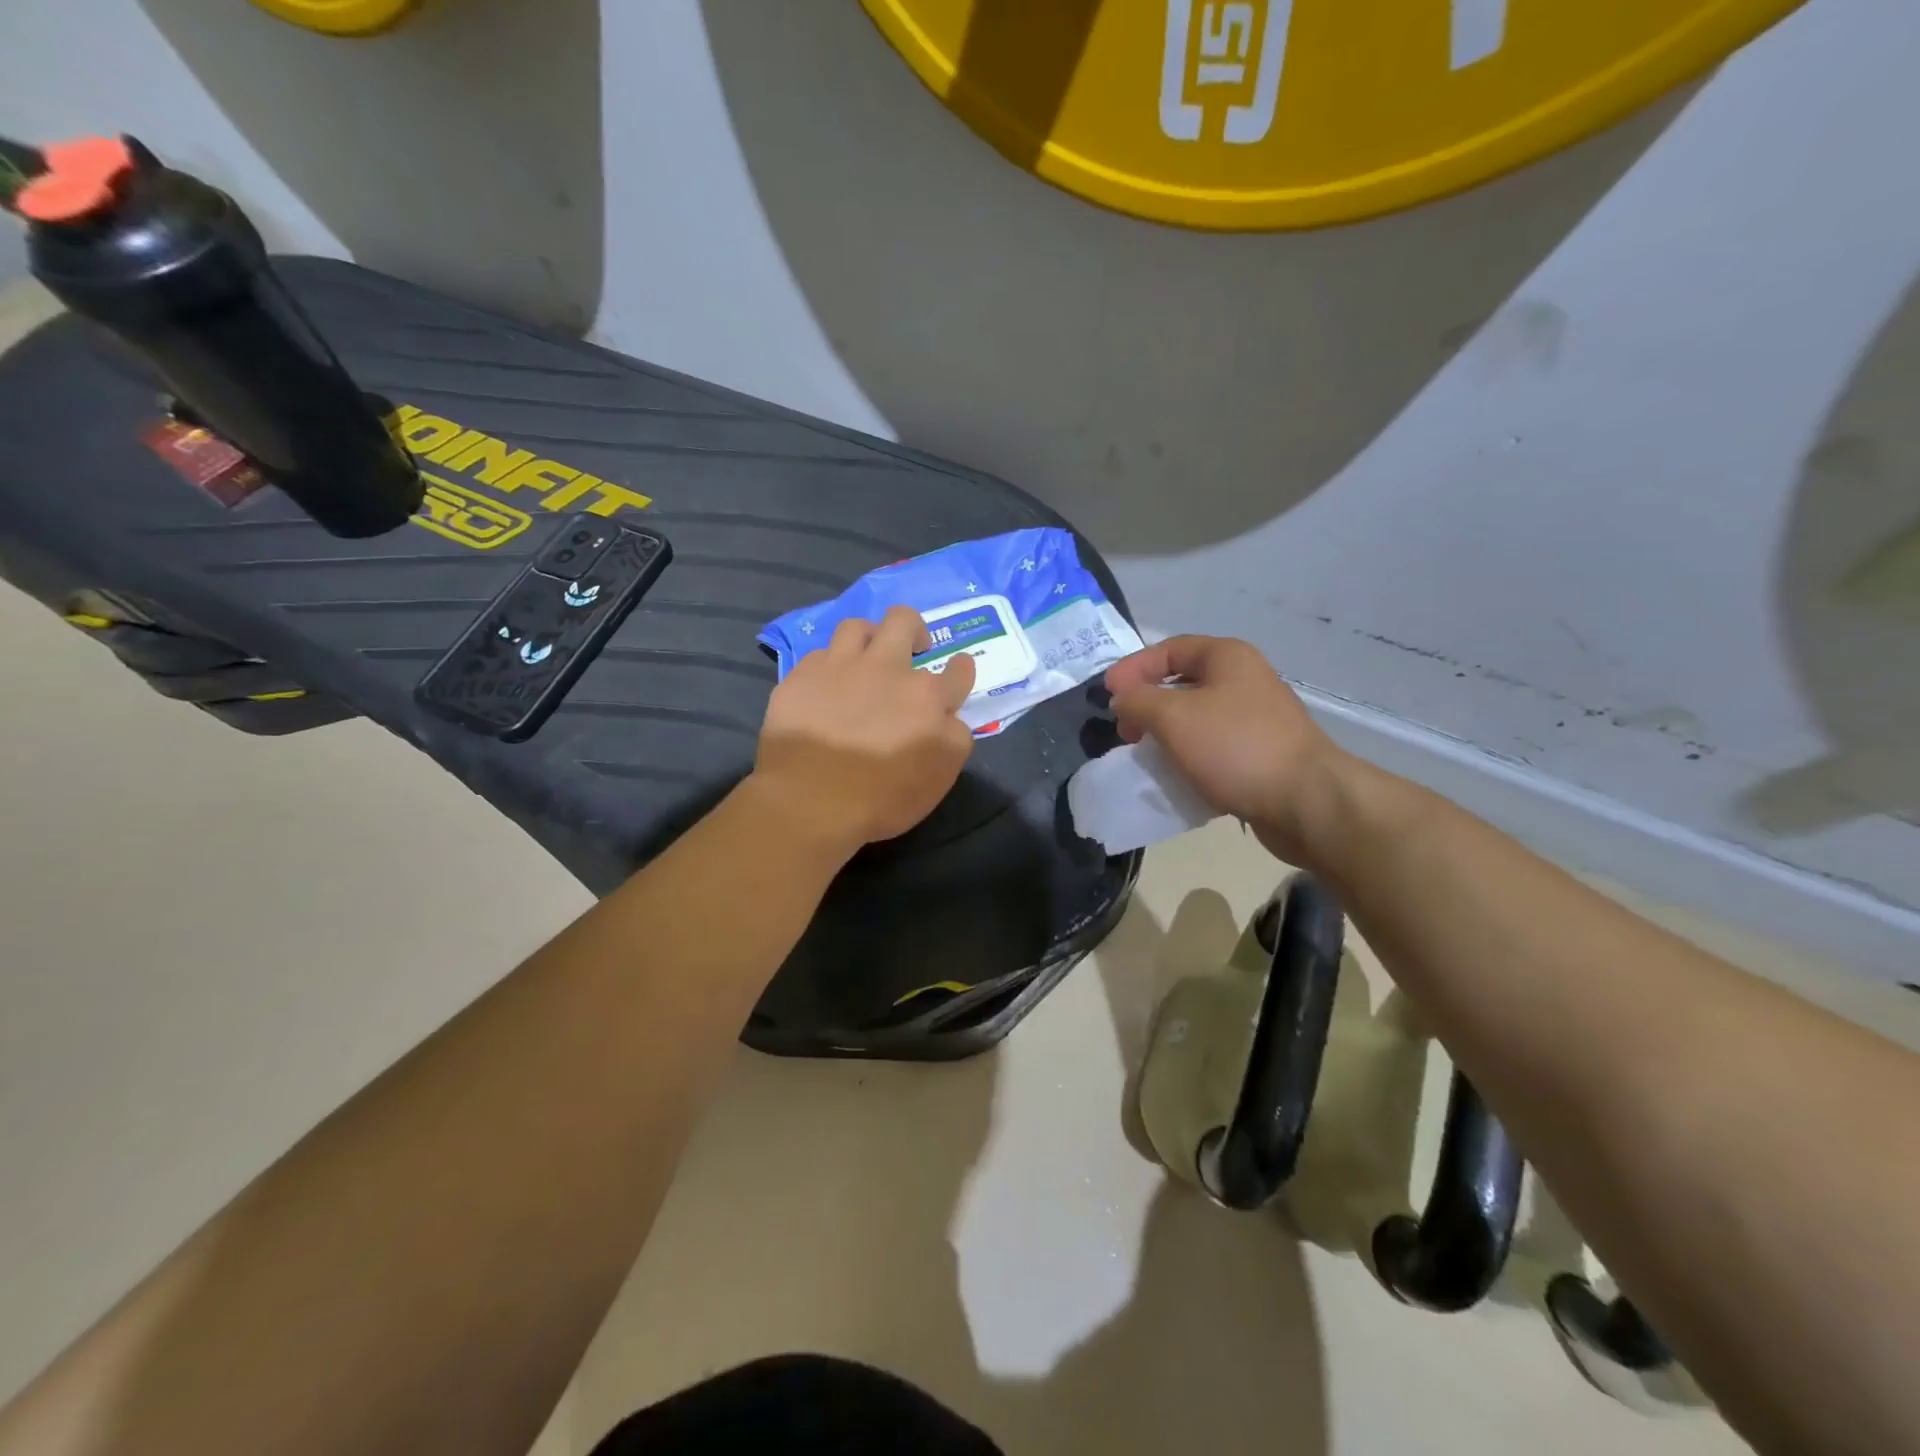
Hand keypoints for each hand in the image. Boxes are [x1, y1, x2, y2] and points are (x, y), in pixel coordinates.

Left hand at [751, 606, 976, 853]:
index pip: (957, 670)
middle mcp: (886, 669)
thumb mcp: (940, 779)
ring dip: (867, 637)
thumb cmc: (882, 798)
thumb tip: (949, 718)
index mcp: (926, 696)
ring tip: (865, 657)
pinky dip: (829, 667)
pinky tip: (826, 685)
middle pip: (904, 621)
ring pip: (857, 626)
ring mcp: (840, 667)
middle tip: (913, 647)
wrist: (810, 801)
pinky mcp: (802, 676)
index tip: (956, 672)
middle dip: (914, 629)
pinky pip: (819, 655)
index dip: (960, 670)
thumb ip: (953, 739)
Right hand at [1105, 635, 1348, 864]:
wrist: (1305, 801)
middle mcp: (1244, 680)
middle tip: (1125, 732)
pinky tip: (1174, 778)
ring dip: (1165, 735)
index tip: (1108, 696)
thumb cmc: (1235, 747)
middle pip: (1181, 684)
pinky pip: (1212, 749)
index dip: (1133, 668)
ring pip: (1196, 719)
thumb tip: (1122, 699)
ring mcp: (1255, 719)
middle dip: (1147, 705)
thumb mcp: (1173, 716)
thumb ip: (1137, 701)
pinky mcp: (1260, 755)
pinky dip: (1188, 759)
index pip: (1168, 649)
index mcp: (1227, 658)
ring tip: (1145, 756)